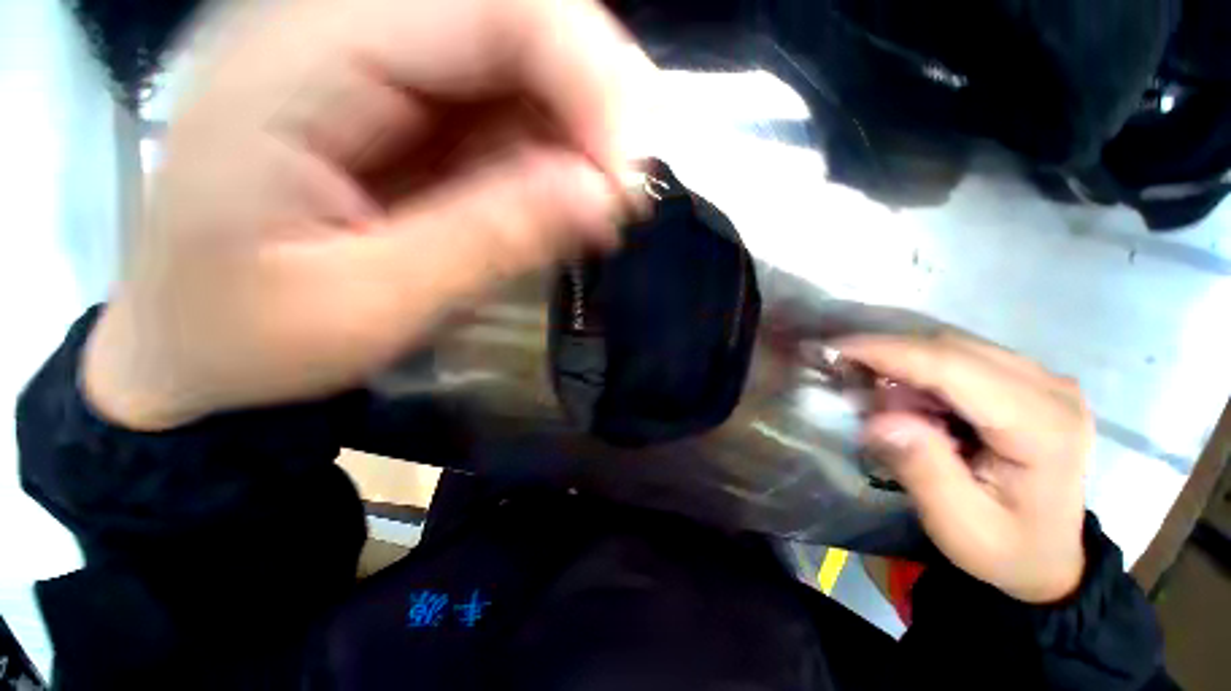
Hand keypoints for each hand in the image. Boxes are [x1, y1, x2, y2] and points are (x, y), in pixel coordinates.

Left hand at [84, 0, 652, 429]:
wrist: (186, 348)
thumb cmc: (247, 340)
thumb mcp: (369, 305)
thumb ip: (488, 240)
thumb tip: (597, 196)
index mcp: (298, 58)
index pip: (491, 5)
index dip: (588, 76)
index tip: (629, 173)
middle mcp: (333, 27)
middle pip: (512, 16)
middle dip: (592, 103)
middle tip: (626, 191)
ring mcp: (366, 64)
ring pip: (516, 62)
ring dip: (575, 134)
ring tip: (601, 208)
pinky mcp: (394, 106)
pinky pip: (499, 107)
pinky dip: (548, 153)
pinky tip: (563, 204)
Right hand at [836, 333, 1091, 603]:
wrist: (1050, 557)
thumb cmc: (1005, 549)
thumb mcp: (959, 525)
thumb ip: (923, 470)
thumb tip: (880, 419)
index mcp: (1043, 427)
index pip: (955, 368)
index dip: (889, 352)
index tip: (834, 349)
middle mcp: (1051, 389)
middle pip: (953, 349)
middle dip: (889, 354)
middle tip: (841, 371)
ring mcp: (1044, 381)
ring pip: (955, 347)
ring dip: (903, 361)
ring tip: (870, 388)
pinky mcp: (1030, 381)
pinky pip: (962, 357)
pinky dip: (921, 369)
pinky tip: (906, 396)